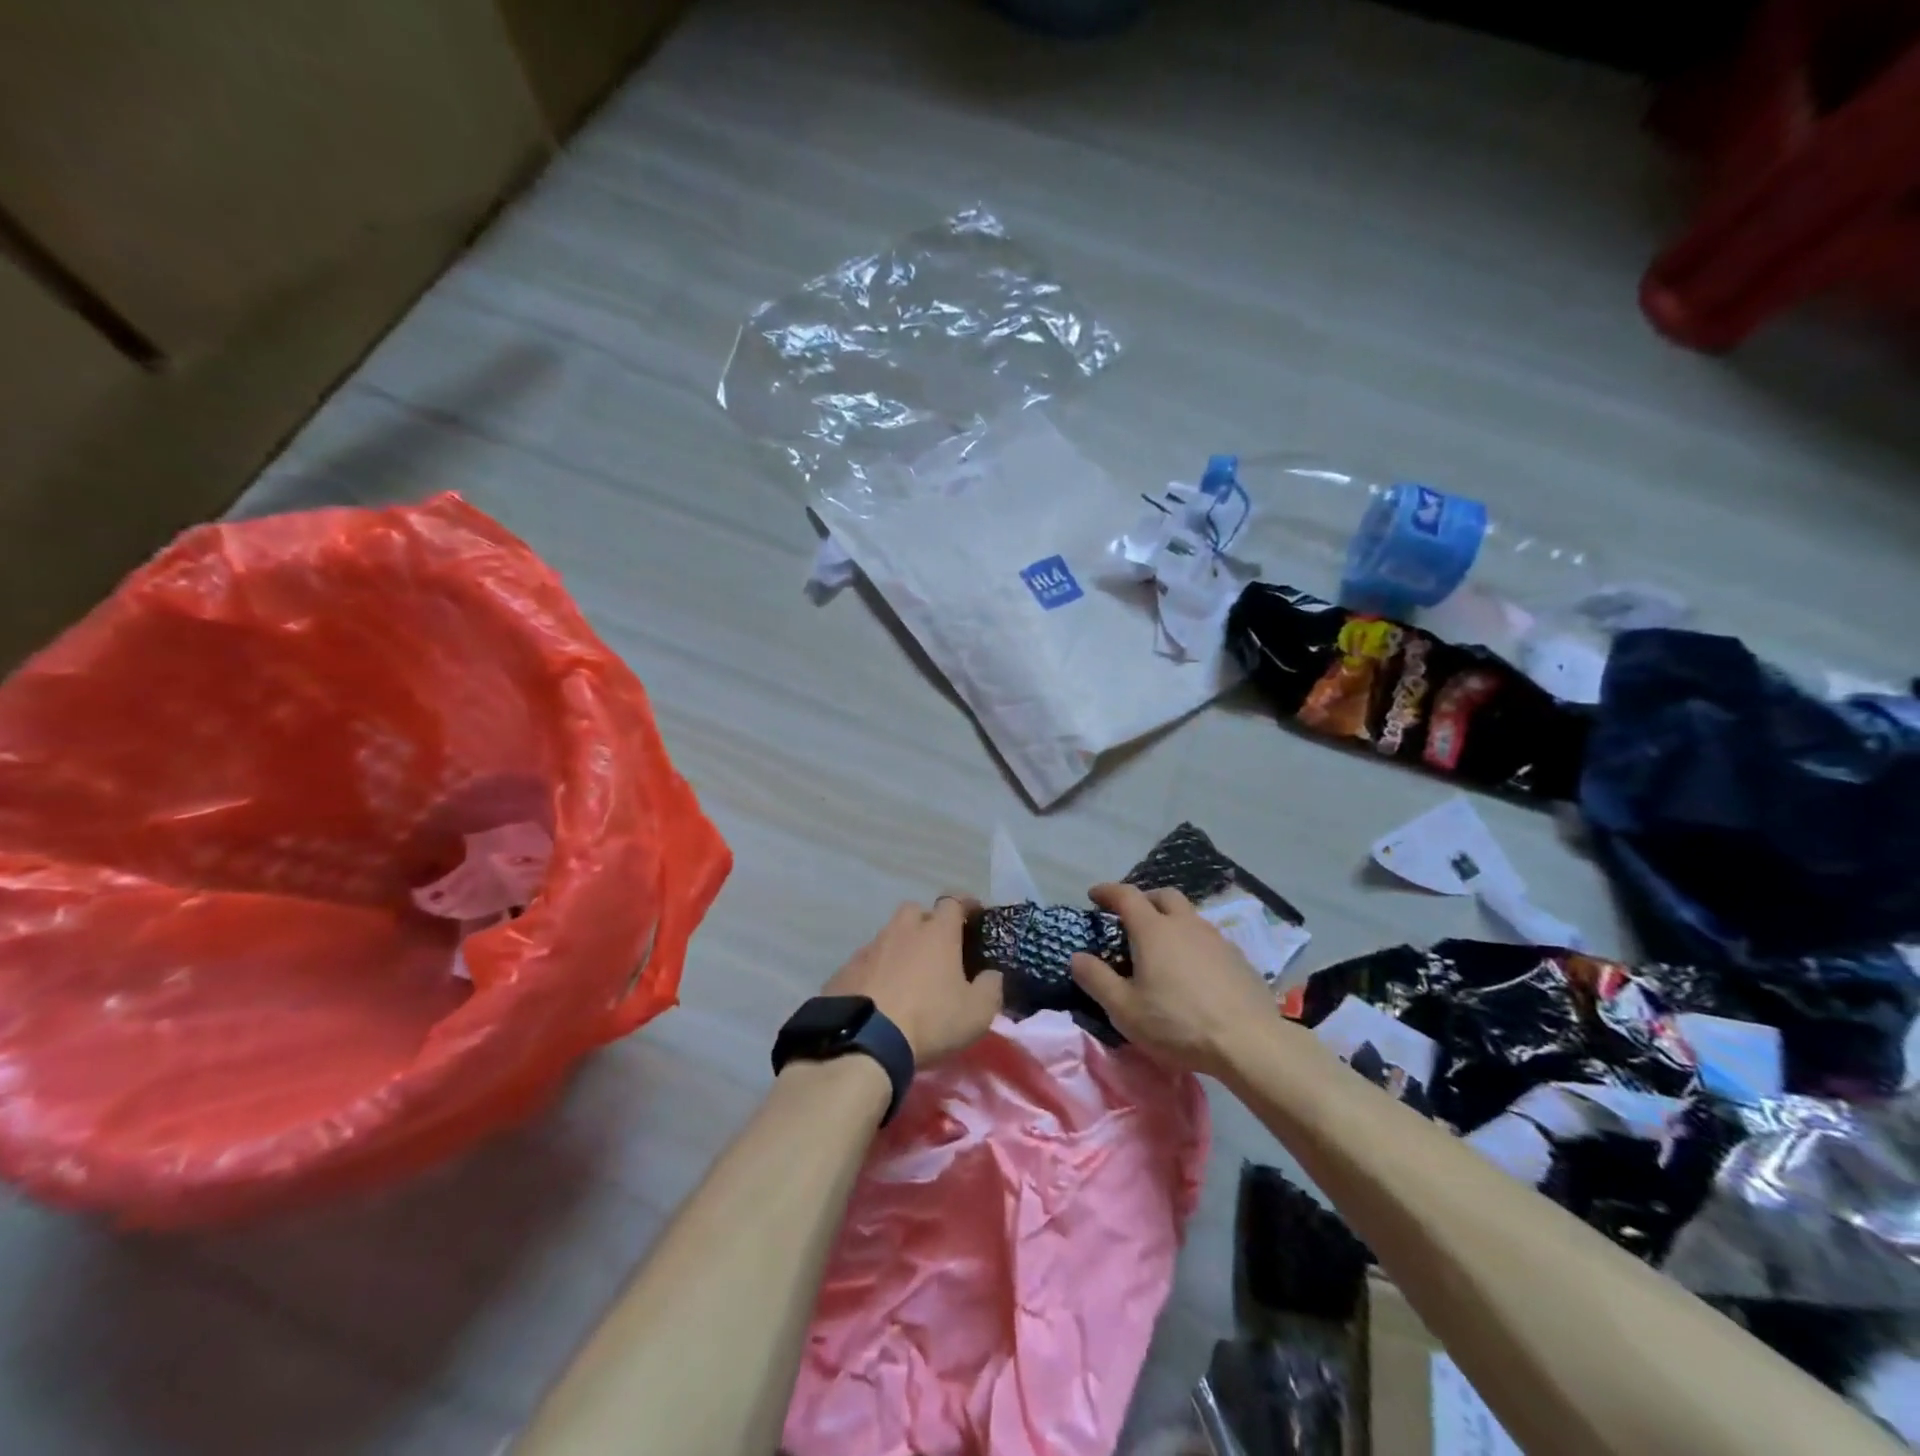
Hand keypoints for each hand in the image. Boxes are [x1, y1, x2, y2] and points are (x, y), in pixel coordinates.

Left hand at [823, 897, 1001, 1064]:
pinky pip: (866, 961)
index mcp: (936, 933)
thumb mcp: (977, 1013)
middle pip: (915, 911)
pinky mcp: (845, 969)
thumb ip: (991, 988)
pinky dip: (876, 970)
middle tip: (937, 946)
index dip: (966, 905)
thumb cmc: (929, 1020)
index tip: (975, 914)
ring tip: (907, 974)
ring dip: (900, 947)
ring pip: (888, 935)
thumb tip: (991, 975)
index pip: (953, 902)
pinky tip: (880, 993)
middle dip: (927, 922)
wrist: (864, 1042)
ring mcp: (870, 948)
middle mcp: (901, 930)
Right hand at [1070, 882, 1277, 1076]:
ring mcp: (1216, 938)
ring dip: (1171, 920)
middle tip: (1132, 917)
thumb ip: (1097, 979)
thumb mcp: (1125, 1009)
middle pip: (1163, 895)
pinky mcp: (1238, 957)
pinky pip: (1209, 938)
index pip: (1126, 896)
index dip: (1107, 891)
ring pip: (1189, 915)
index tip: (1094, 895)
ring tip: (1163, 946)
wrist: (1249, 1042)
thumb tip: (1077, 956)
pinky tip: (1193, 969)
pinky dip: (1193, 942)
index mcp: (1154, 930)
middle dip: (1144, 899)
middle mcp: (1185, 924)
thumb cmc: (1178, 1024)